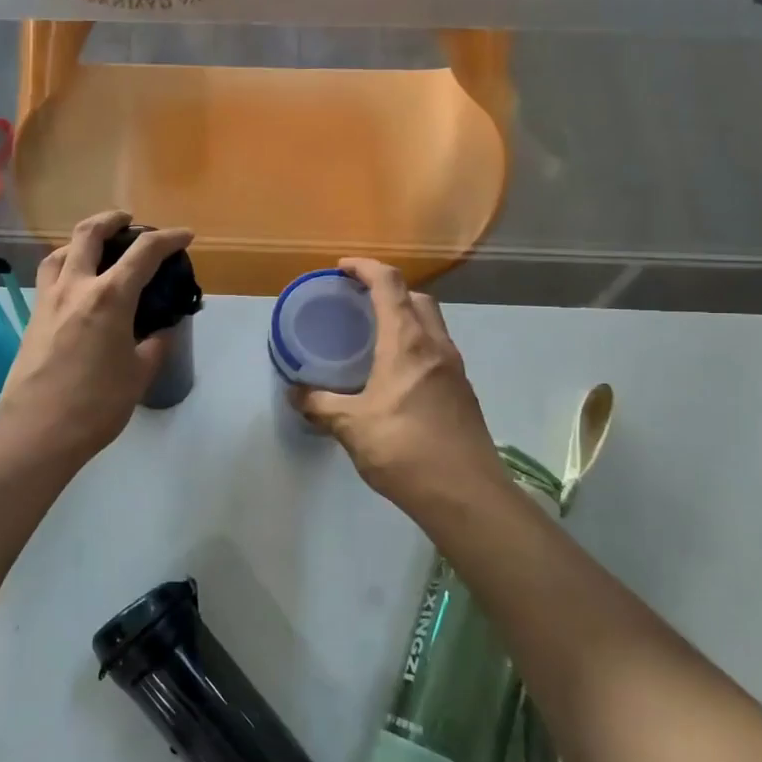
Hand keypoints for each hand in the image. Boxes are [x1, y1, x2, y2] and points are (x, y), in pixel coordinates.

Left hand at [0, 211, 193, 464]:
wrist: (38, 430)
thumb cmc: (97, 404)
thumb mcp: (139, 374)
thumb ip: (154, 346)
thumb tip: (159, 333)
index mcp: (110, 297)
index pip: (144, 252)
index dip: (169, 238)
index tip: (185, 236)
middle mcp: (76, 287)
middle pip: (90, 234)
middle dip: (112, 219)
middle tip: (128, 221)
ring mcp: (49, 300)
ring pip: (60, 251)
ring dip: (81, 240)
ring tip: (95, 248)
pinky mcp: (33, 317)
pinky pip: (49, 277)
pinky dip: (64, 266)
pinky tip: (74, 285)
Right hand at [291, 259, 508, 513]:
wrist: (465, 493)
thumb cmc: (404, 449)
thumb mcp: (351, 426)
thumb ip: (321, 405)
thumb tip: (296, 394)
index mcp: (407, 342)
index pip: (389, 284)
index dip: (365, 267)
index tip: (341, 269)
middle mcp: (436, 345)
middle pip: (415, 297)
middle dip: (387, 289)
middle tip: (357, 303)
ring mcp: (454, 368)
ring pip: (431, 323)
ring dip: (404, 317)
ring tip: (373, 337)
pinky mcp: (462, 391)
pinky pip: (436, 350)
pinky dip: (415, 345)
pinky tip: (395, 375)